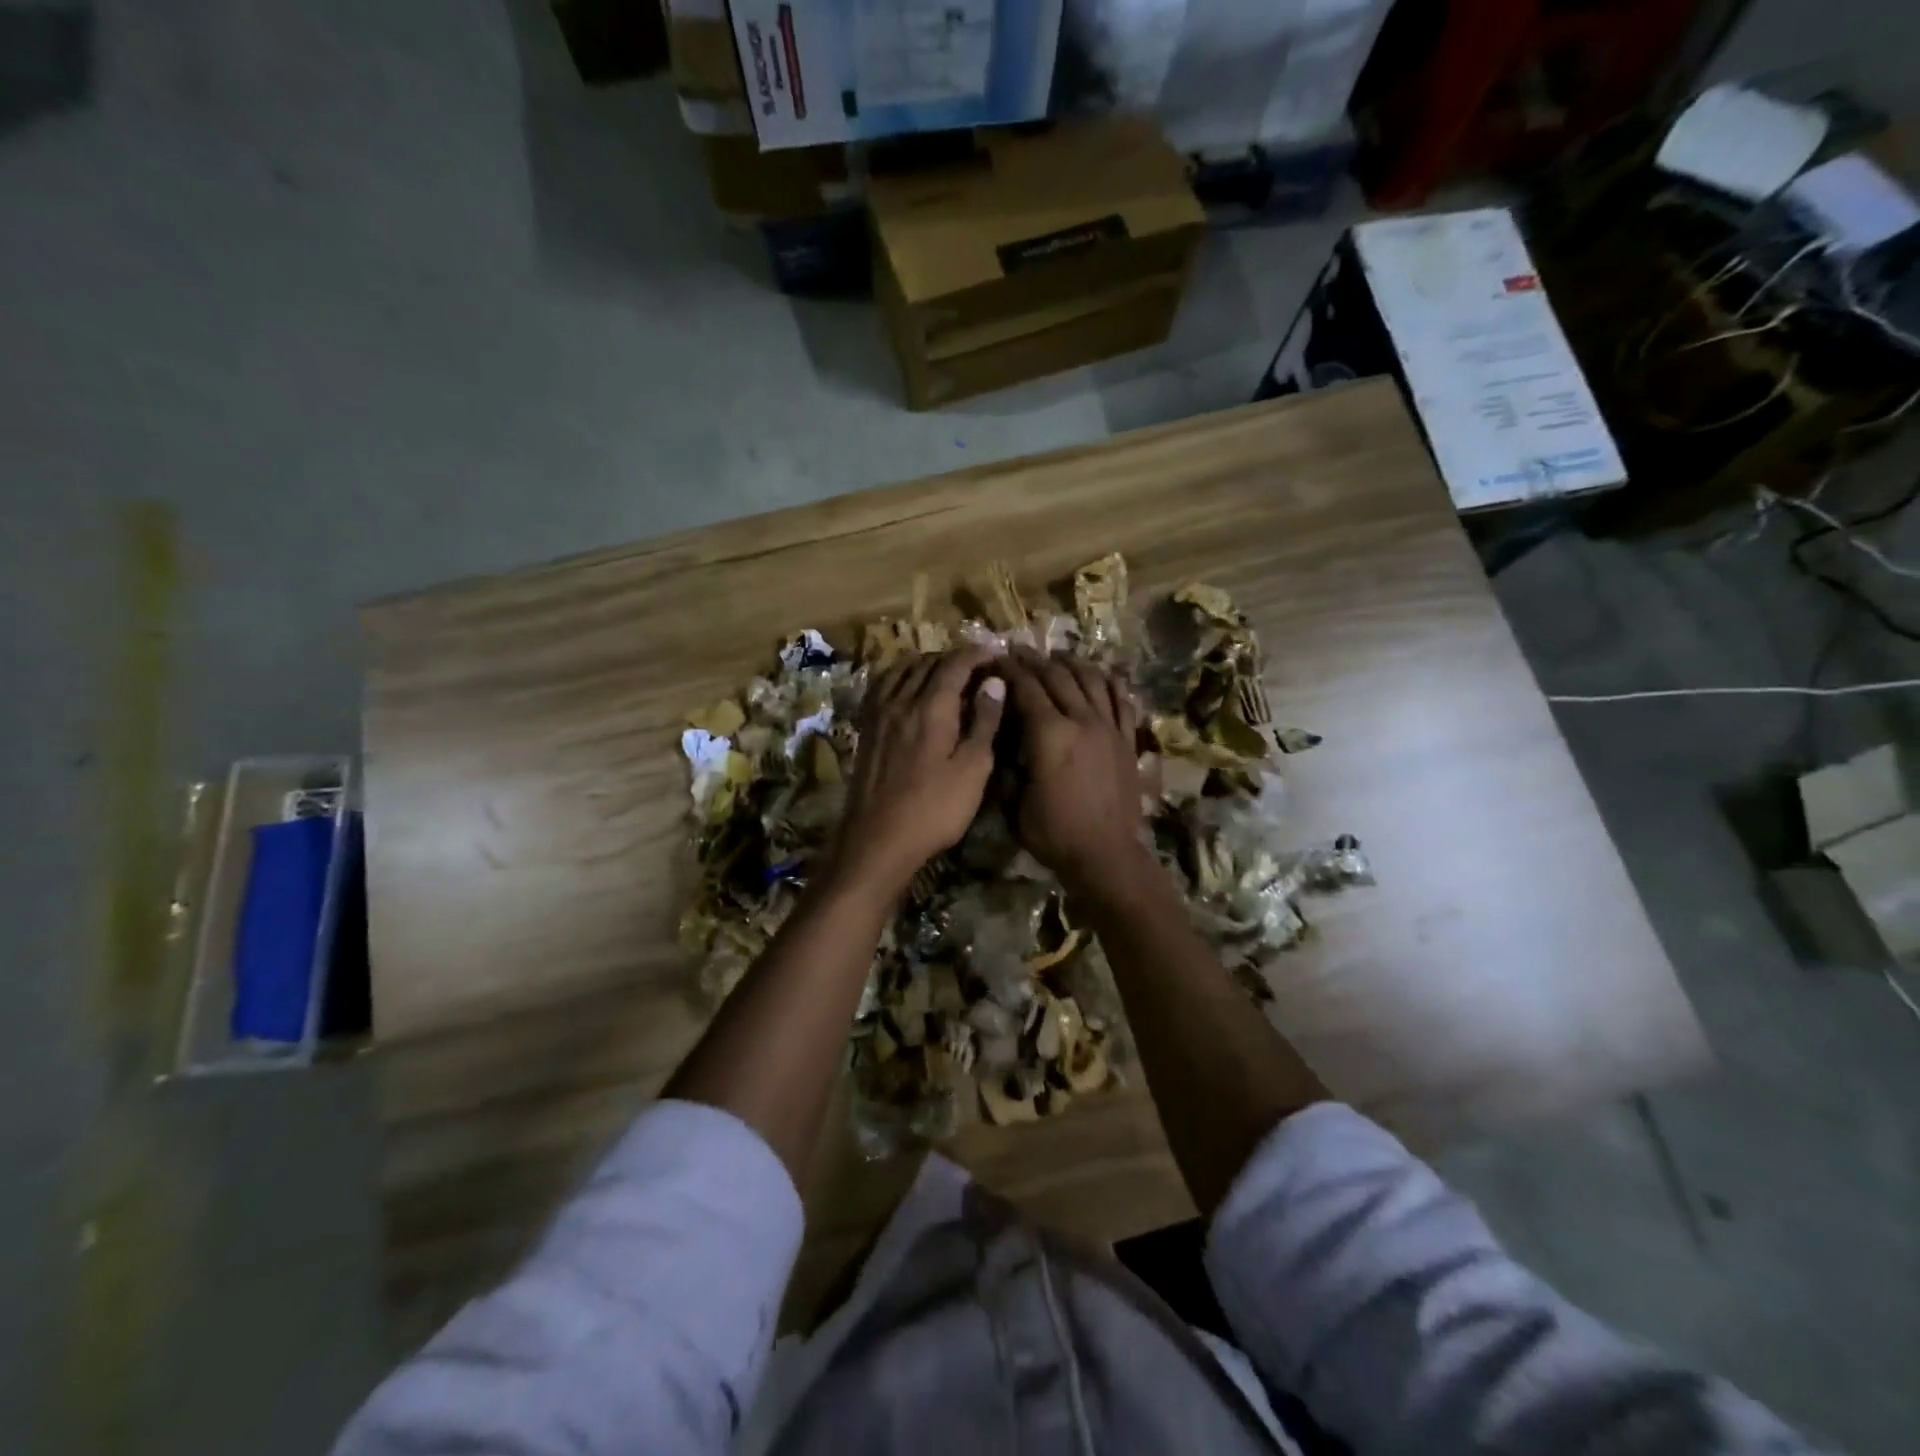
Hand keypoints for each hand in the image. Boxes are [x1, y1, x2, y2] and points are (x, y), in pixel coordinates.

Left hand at [827, 646, 1005, 902]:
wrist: (878, 840)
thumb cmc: (935, 809)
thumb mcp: (973, 769)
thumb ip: (984, 722)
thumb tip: (994, 681)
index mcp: (932, 707)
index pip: (955, 664)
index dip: (977, 654)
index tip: (995, 654)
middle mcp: (901, 700)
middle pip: (927, 662)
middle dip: (954, 658)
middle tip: (976, 668)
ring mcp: (878, 714)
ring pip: (901, 671)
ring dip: (926, 664)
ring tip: (944, 674)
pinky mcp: (866, 729)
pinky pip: (882, 687)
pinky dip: (900, 678)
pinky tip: (907, 690)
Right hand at [1001, 648, 1150, 894]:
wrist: (1106, 855)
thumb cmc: (1055, 834)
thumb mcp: (1015, 804)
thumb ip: (1009, 768)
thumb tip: (1006, 743)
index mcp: (1049, 735)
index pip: (1026, 689)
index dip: (1009, 671)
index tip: (996, 659)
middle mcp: (1081, 721)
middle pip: (1057, 677)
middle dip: (1035, 660)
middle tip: (1019, 650)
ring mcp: (1109, 728)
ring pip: (1091, 681)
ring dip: (1071, 663)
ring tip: (1057, 656)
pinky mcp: (1127, 741)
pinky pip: (1121, 701)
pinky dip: (1109, 683)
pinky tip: (1101, 674)